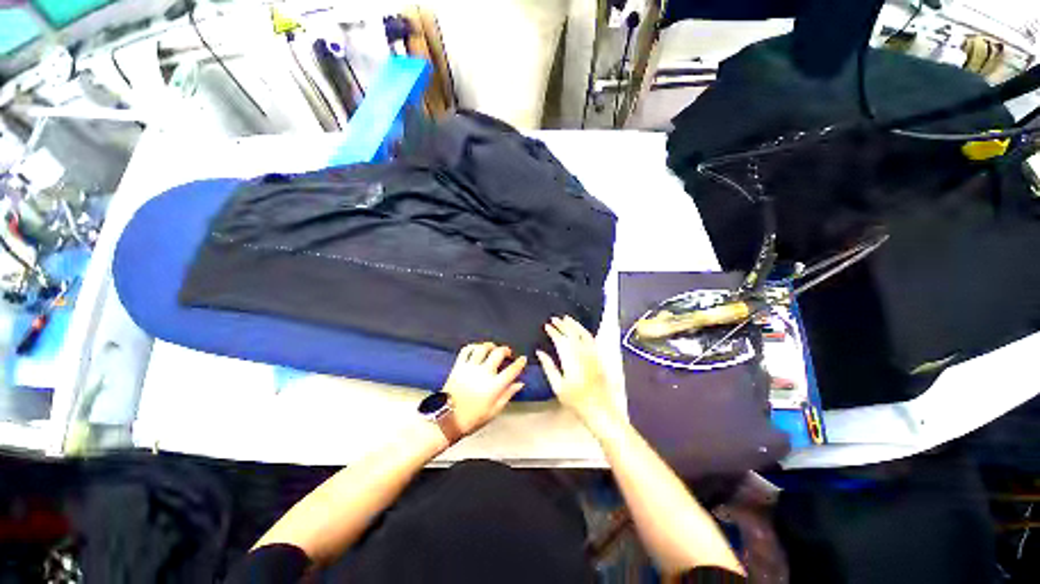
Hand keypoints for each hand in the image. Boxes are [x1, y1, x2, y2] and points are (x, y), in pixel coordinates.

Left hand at [442, 343, 526, 435]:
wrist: (447, 419)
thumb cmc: (472, 418)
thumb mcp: (494, 411)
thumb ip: (508, 395)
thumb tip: (519, 384)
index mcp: (495, 386)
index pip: (512, 370)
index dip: (520, 363)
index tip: (523, 359)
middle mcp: (484, 373)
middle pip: (498, 353)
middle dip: (506, 350)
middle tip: (508, 353)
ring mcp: (470, 368)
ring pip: (483, 348)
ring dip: (490, 345)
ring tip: (493, 348)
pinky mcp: (458, 366)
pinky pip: (466, 350)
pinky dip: (473, 346)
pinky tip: (477, 349)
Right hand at [537, 316, 615, 425]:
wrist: (600, 409)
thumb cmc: (575, 400)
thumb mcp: (557, 386)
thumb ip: (549, 367)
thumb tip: (540, 352)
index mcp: (570, 359)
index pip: (560, 340)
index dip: (553, 331)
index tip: (546, 326)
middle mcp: (582, 353)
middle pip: (572, 333)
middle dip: (563, 324)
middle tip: (554, 319)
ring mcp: (593, 354)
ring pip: (583, 334)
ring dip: (575, 325)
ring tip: (567, 318)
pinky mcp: (599, 357)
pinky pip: (592, 339)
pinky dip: (585, 332)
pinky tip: (581, 330)